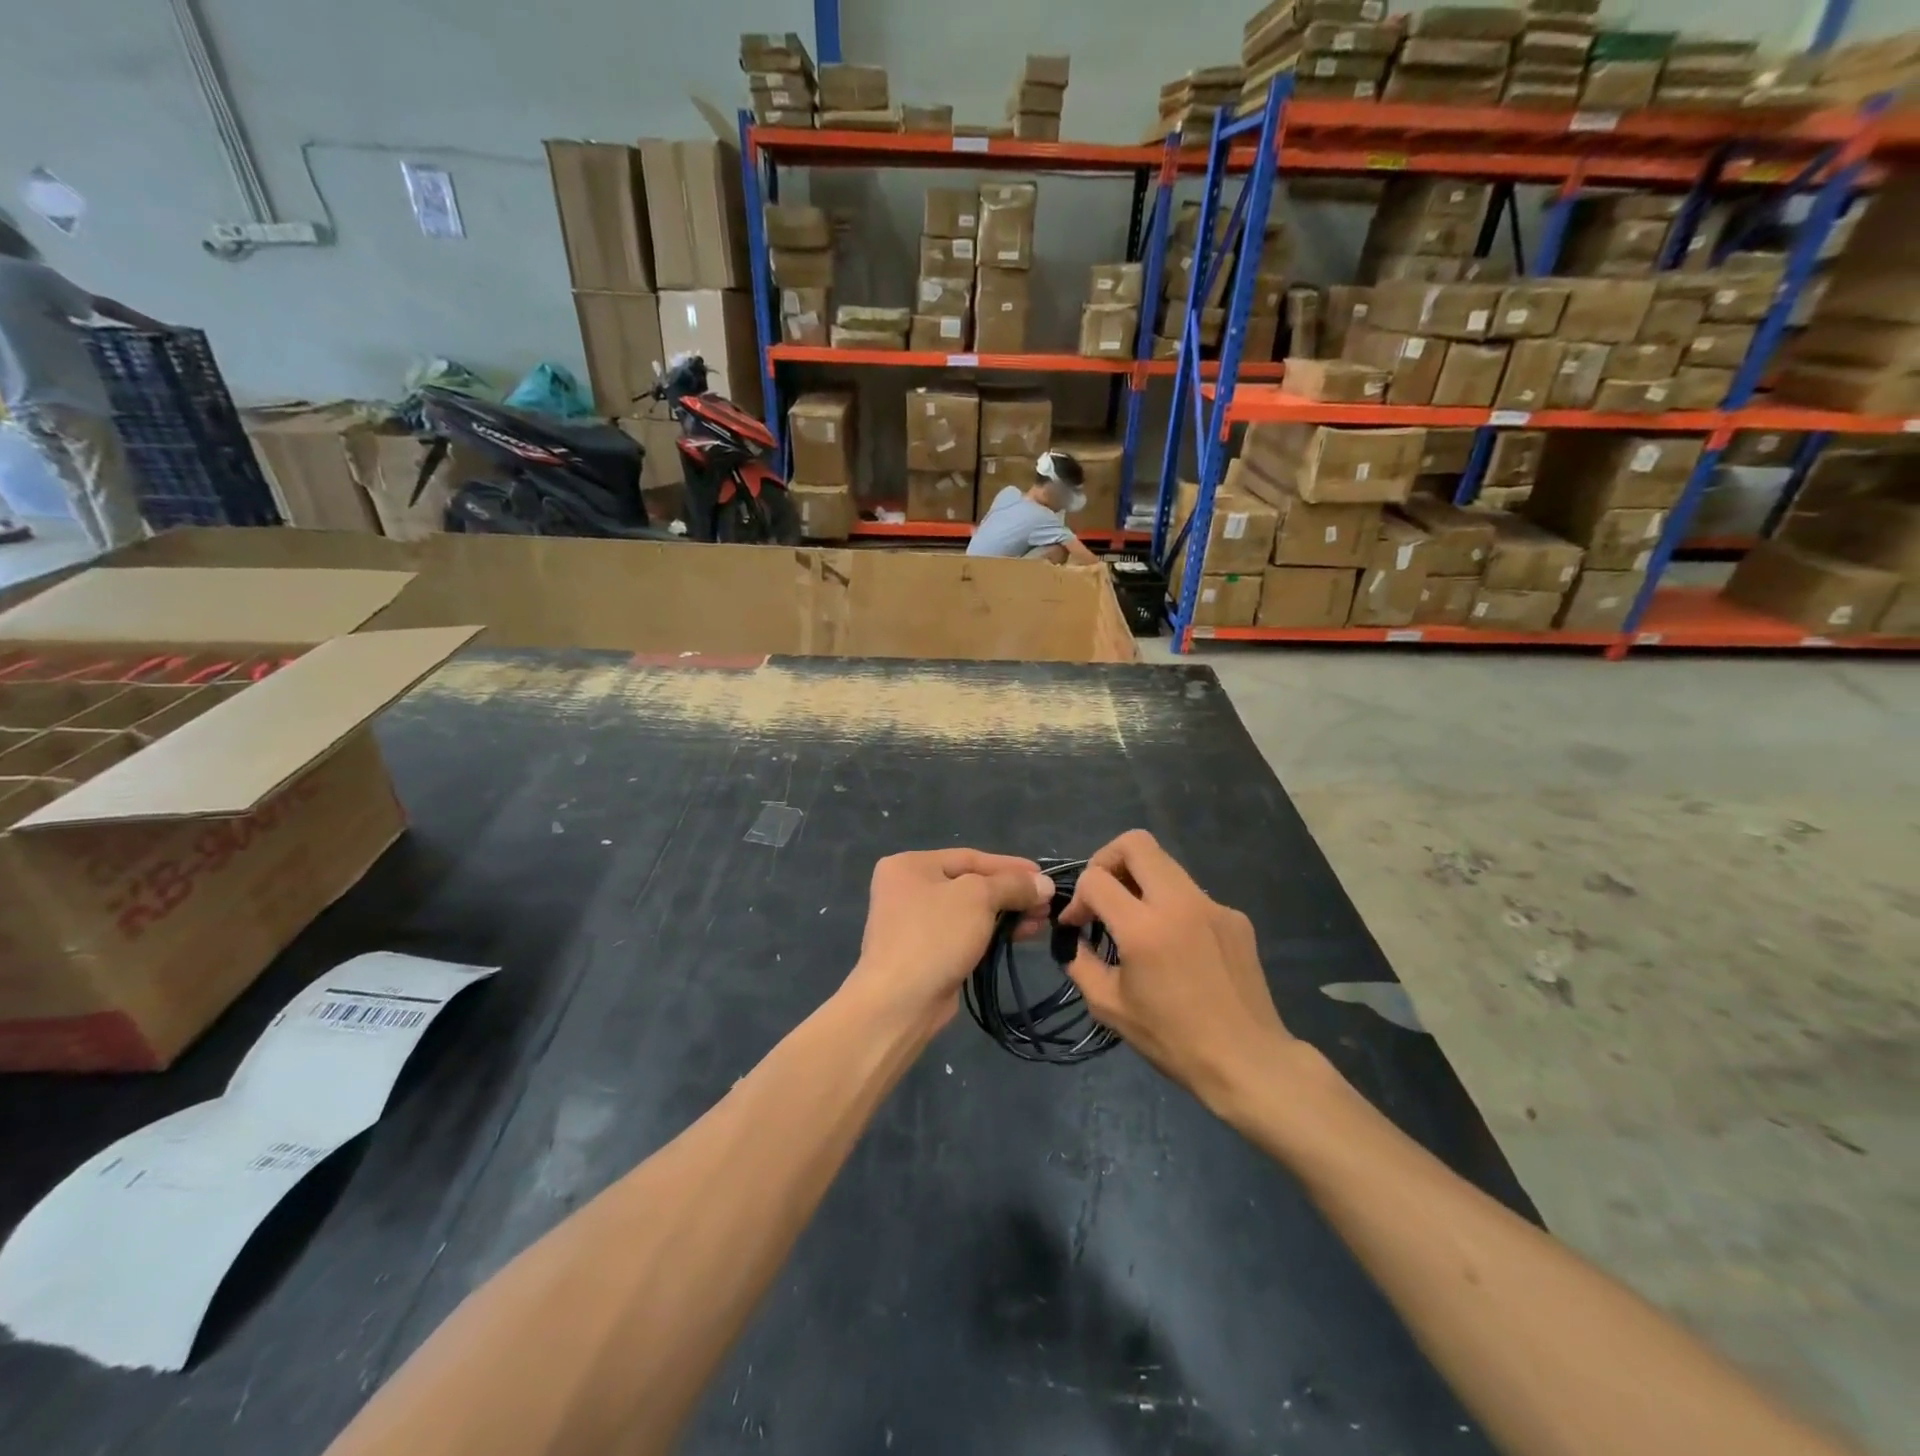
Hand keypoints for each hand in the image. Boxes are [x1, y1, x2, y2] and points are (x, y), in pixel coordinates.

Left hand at [844, 850, 1053, 1035]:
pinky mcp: (926, 953)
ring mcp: (915, 923)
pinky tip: (1021, 935)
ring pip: (971, 911)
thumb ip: (1013, 885)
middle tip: (1046, 903)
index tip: (1043, 876)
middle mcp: (908, 889)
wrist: (899, 1001)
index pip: (970, 857)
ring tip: (1041, 921)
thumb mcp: (978, 898)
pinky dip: (993, 932)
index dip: (1010, 866)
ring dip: (1007, 914)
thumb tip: (1044, 883)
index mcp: (910, 865)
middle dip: (1011, 893)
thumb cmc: (935, 935)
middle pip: (971, 884)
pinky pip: (966, 934)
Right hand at [1060, 830, 1292, 1113]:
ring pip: (1165, 864)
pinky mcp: (1235, 916)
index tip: (1076, 925)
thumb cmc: (1173, 1040)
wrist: (1248, 1062)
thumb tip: (1074, 939)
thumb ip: (1080, 962)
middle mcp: (1180, 903)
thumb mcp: (1109, 1007)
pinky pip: (1191, 894)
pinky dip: (1172, 907)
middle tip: (1102, 894)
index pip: (1096, 879)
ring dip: (1140, 881)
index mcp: (1144, 928)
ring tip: (1135, 921)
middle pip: (1135, 843)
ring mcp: (1212, 905)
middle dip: (1107, 860)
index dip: (1076, 897)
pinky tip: (1176, 946)